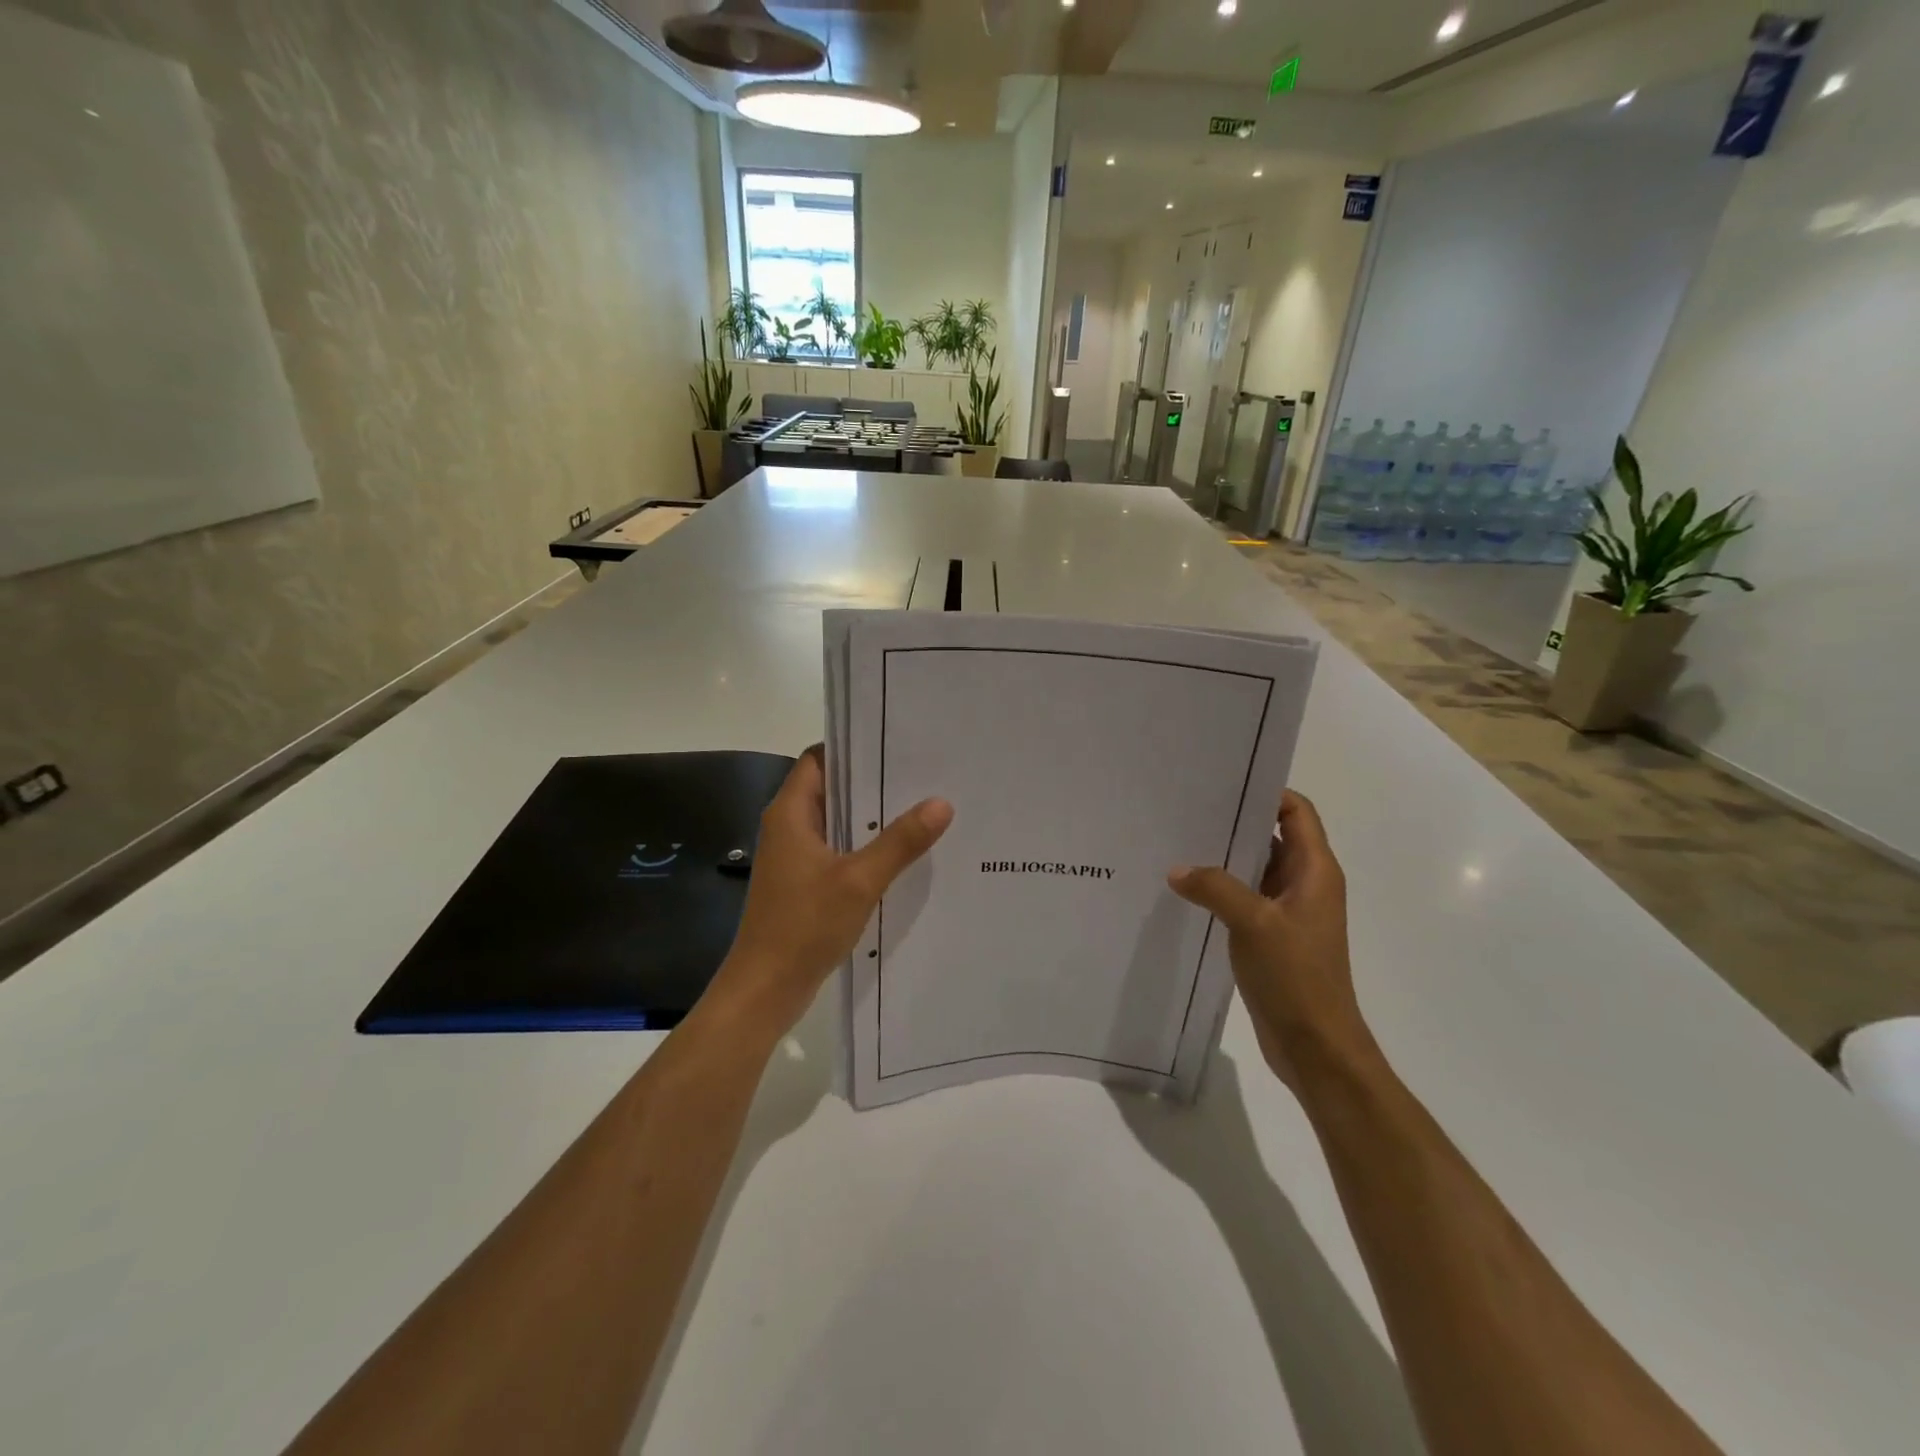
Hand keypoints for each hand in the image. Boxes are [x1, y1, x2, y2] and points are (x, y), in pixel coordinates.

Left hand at [708, 745, 951, 1038]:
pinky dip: (863, 845)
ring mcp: (795, 856)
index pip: (819, 759)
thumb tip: (942, 803)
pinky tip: (899, 852)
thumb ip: (900, 842)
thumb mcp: (859, 880)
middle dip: (872, 781)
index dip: (852, 747)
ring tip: (920, 807)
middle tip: (921, 774)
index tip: (895, 743)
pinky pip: (837, 849)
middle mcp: (789, 826)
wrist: (765, 988)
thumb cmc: (804, 925)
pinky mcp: (804, 881)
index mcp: (790, 813)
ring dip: (870, 816)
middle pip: (831, 787)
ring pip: (836, 821)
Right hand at [1168, 791, 1375, 1091]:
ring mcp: (1288, 911)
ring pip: (1255, 868)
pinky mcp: (1272, 935)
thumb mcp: (1254, 923)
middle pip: (1273, 835)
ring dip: (1224, 856)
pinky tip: (1187, 888)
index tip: (1222, 782)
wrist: (1316, 1046)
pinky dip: (1221, 888)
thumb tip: (1177, 869)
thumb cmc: (1296, 977)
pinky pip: (1245, 897)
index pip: (1296, 811)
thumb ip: (1215, 887)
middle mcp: (1305, 884)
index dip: (1266, 792)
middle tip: (1187, 808)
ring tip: (1179, 842)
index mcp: (1315, 871)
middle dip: (1235, 821)